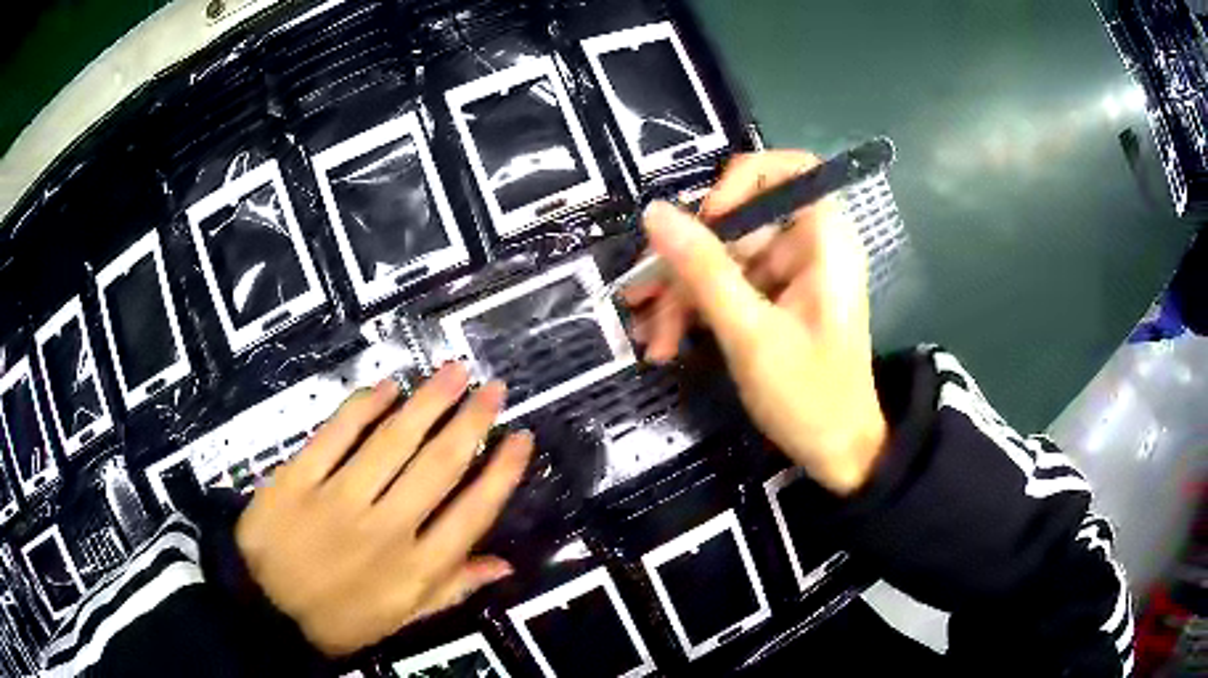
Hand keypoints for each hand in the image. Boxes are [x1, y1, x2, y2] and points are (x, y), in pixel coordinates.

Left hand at [235, 364, 532, 655]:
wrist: (264, 611)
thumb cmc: (340, 619)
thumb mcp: (401, 618)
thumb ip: (452, 589)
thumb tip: (505, 564)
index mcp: (416, 569)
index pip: (473, 512)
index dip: (503, 471)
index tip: (520, 437)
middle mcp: (386, 529)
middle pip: (439, 465)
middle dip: (472, 421)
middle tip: (492, 387)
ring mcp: (339, 499)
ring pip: (394, 440)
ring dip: (428, 401)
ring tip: (453, 371)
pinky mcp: (299, 478)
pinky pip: (336, 433)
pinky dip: (363, 405)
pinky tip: (387, 386)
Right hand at [626, 151, 886, 493]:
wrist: (839, 455)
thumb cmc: (809, 396)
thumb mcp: (750, 333)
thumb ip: (703, 269)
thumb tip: (655, 212)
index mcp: (824, 241)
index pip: (789, 169)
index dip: (741, 181)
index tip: (705, 219)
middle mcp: (809, 247)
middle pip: (739, 222)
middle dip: (688, 262)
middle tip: (644, 300)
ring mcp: (790, 275)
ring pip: (724, 258)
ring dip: (682, 296)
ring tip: (650, 338)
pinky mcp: (776, 301)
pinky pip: (729, 287)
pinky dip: (698, 312)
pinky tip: (667, 344)